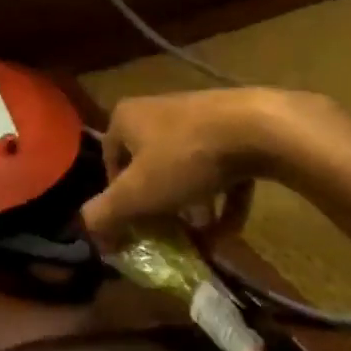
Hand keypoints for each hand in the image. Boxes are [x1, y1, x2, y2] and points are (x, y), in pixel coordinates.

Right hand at [81, 88, 345, 245]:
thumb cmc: (185, 158)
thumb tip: (90, 235)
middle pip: (149, 167)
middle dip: (159, 207)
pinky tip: (230, 231)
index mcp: (126, 118)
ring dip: (192, 207)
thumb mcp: (135, 194)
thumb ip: (104, 215)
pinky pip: (221, 169)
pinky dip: (222, 199)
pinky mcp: (236, 127)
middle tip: (168, 236)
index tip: (134, 228)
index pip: (110, 163)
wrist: (260, 127)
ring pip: (186, 170)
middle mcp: (158, 110)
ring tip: (201, 240)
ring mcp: (200, 117)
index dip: (118, 200)